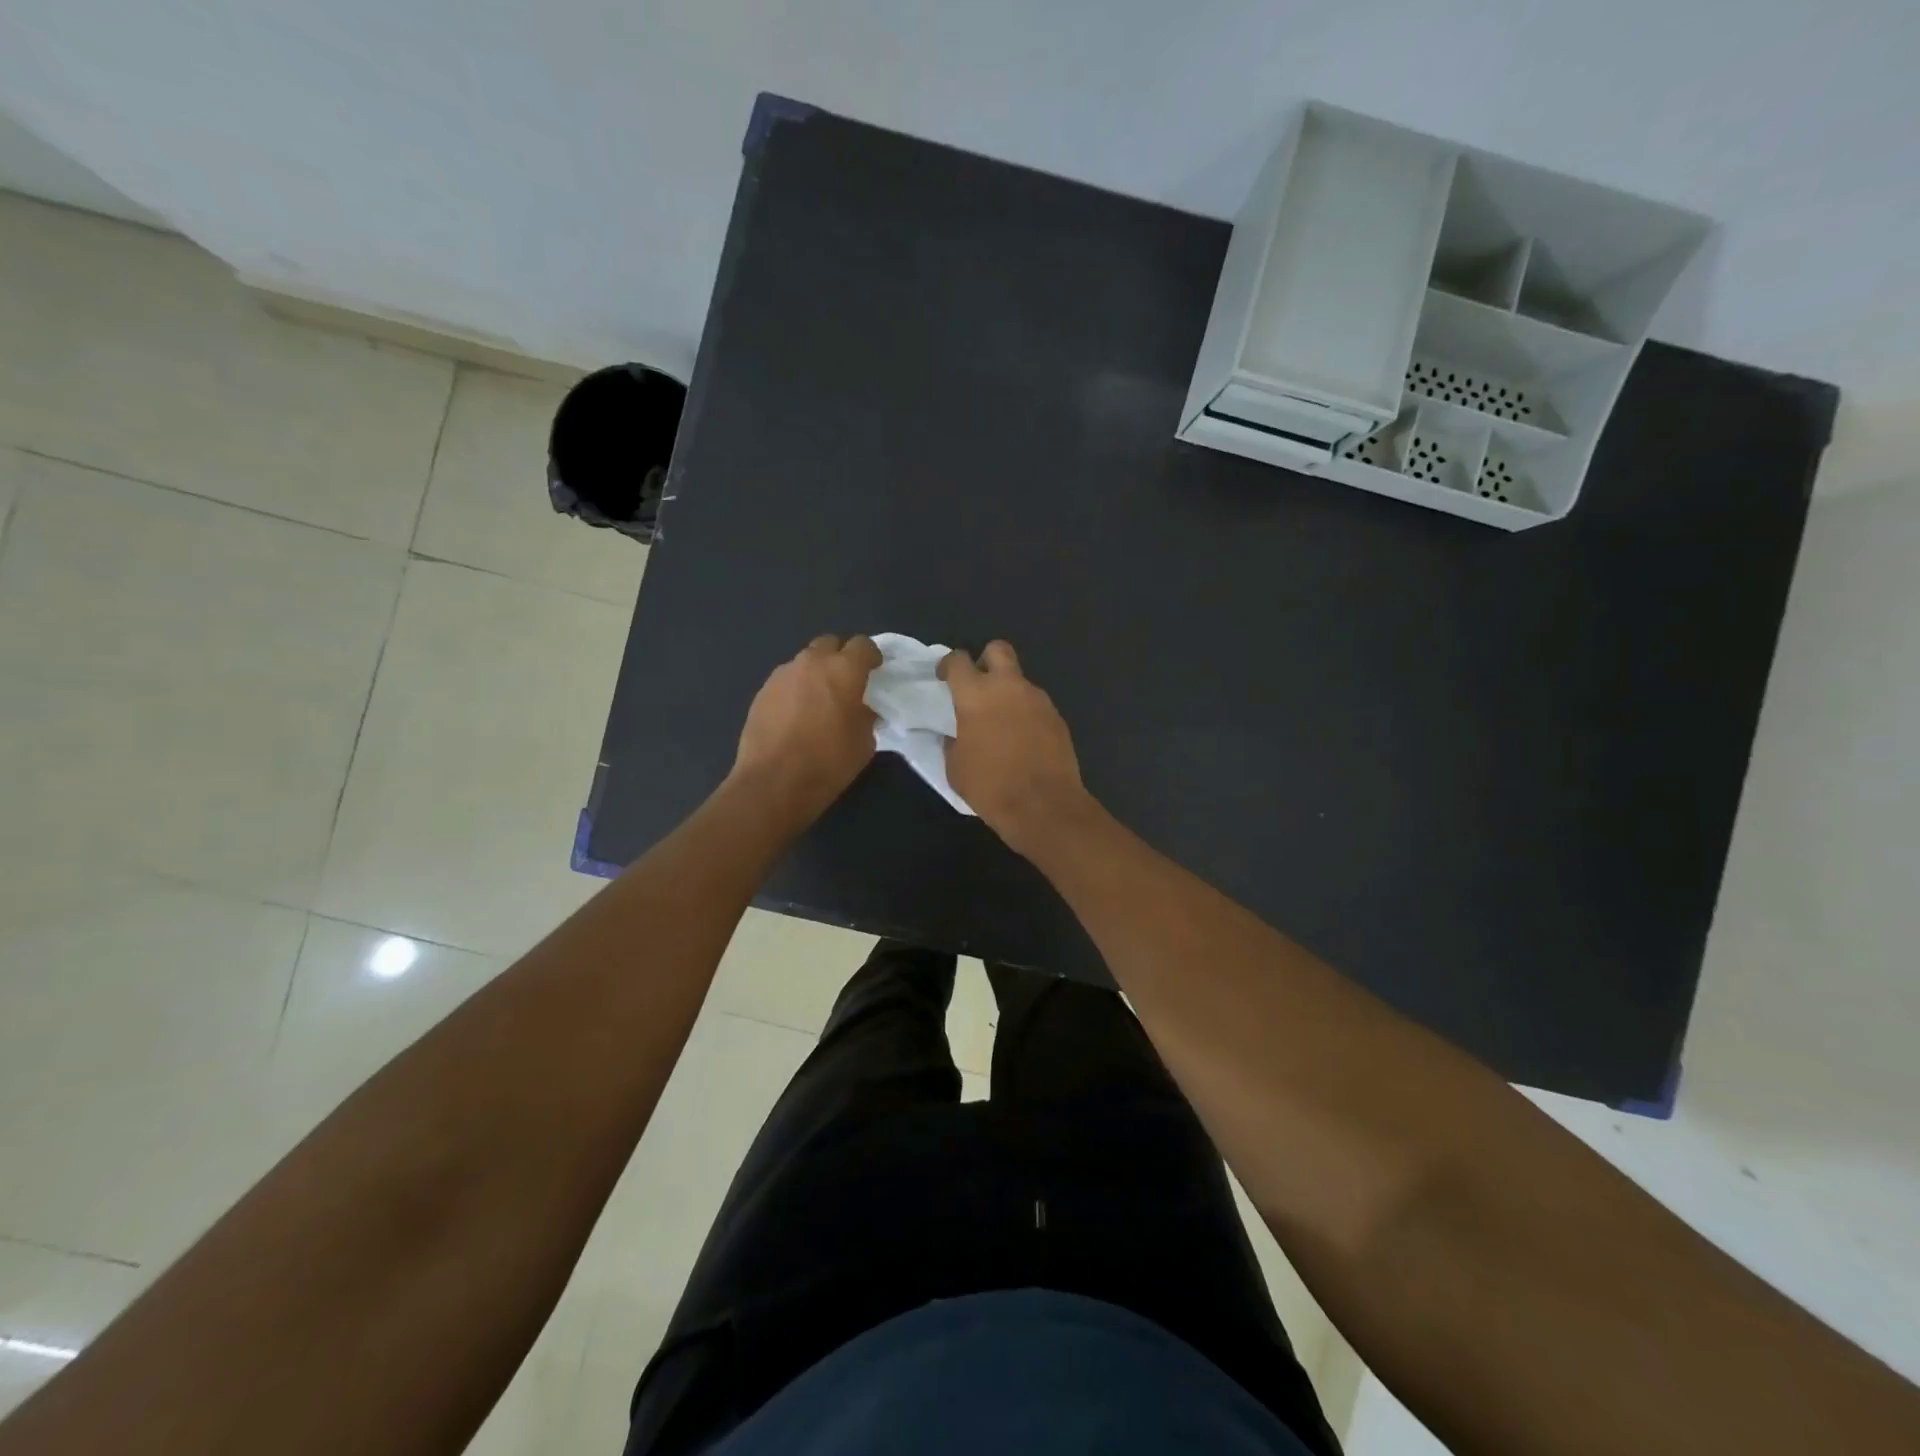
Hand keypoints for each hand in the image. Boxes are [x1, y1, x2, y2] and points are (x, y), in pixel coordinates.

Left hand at [732, 634, 881, 823]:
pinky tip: (796, 716)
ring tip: (818, 702)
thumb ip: (866, 715)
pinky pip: (786, 681)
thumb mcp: (864, 742)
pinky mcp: (762, 691)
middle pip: (829, 644)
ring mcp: (782, 674)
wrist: (773, 783)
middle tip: (846, 683)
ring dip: (815, 673)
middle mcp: (811, 662)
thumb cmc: (828, 762)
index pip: (863, 645)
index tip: (874, 673)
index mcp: (843, 670)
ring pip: (805, 661)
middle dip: (840, 657)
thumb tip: (861, 708)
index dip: (871, 657)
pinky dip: (795, 690)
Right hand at [940, 640, 1093, 856]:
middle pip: (998, 650)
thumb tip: (956, 735)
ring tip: (1001, 722)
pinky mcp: (1057, 717)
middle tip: (978, 685)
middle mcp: (1009, 687)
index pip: (959, 660)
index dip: (949, 665)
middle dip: (986, 660)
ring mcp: (1038, 699)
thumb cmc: (990, 787)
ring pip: (1020, 680)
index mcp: (976, 695)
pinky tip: (1022, 739)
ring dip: (1008, 692)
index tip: (945, 678)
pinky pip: (1036, 704)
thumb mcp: (956, 768)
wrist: (1044, 806)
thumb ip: (952, 742)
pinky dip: (1026, 713)